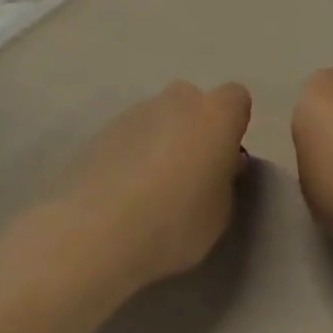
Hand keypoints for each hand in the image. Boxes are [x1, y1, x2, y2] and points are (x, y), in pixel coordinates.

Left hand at [33, 80, 252, 294]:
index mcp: (215, 115)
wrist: (96, 233)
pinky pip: (130, 136)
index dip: (232, 125)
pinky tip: (124, 191)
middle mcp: (176, 102)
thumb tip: (218, 165)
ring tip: (150, 189)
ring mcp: (134, 113)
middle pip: (192, 102)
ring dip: (161, 141)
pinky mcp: (101, 131)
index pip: (236, 98)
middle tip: (190, 172)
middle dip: (194, 128)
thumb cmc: (175, 222)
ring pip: (158, 118)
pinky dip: (132, 154)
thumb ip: (225, 179)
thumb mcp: (221, 212)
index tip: (225, 158)